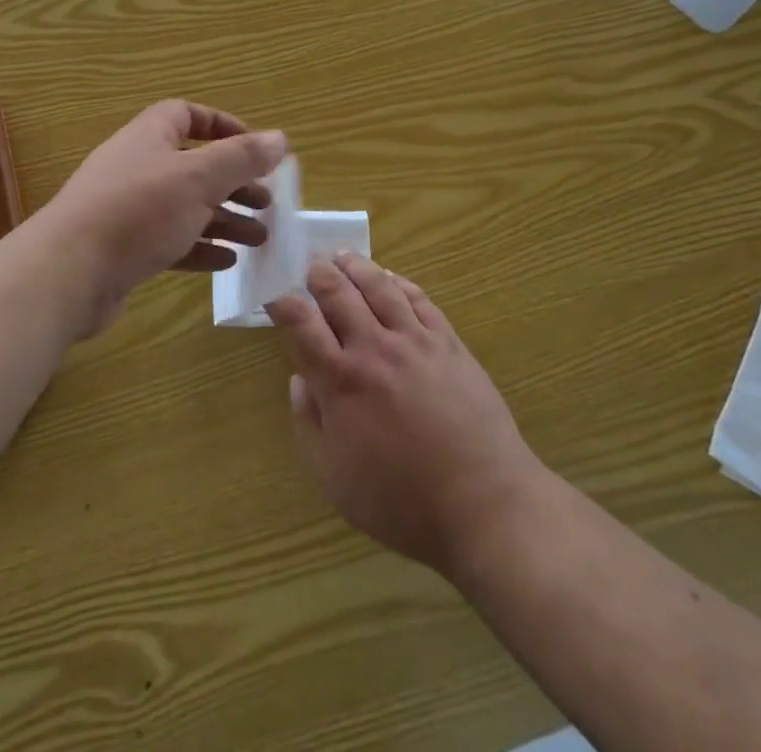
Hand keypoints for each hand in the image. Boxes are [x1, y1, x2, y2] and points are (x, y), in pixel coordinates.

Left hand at [39, 100, 285, 333]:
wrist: (68, 273)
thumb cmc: (138, 211)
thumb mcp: (198, 178)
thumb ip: (241, 157)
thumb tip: (280, 137)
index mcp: (149, 137)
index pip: (186, 115)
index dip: (222, 126)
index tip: (254, 148)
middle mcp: (138, 167)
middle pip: (194, 166)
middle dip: (233, 182)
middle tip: (267, 203)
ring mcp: (129, 210)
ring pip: (186, 207)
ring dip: (224, 219)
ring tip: (260, 238)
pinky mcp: (125, 249)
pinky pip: (171, 241)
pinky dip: (200, 248)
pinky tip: (227, 262)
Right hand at [267, 253, 547, 577]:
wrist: (483, 504)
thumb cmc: (400, 500)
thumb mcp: (333, 477)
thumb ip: (308, 423)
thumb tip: (299, 379)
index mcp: (340, 380)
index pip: (301, 323)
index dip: (283, 303)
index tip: (276, 297)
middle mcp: (373, 348)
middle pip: (338, 293)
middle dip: (318, 274)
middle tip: (310, 265)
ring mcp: (414, 340)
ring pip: (378, 286)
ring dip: (356, 266)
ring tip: (343, 257)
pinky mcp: (449, 342)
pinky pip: (419, 299)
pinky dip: (399, 282)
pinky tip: (391, 279)